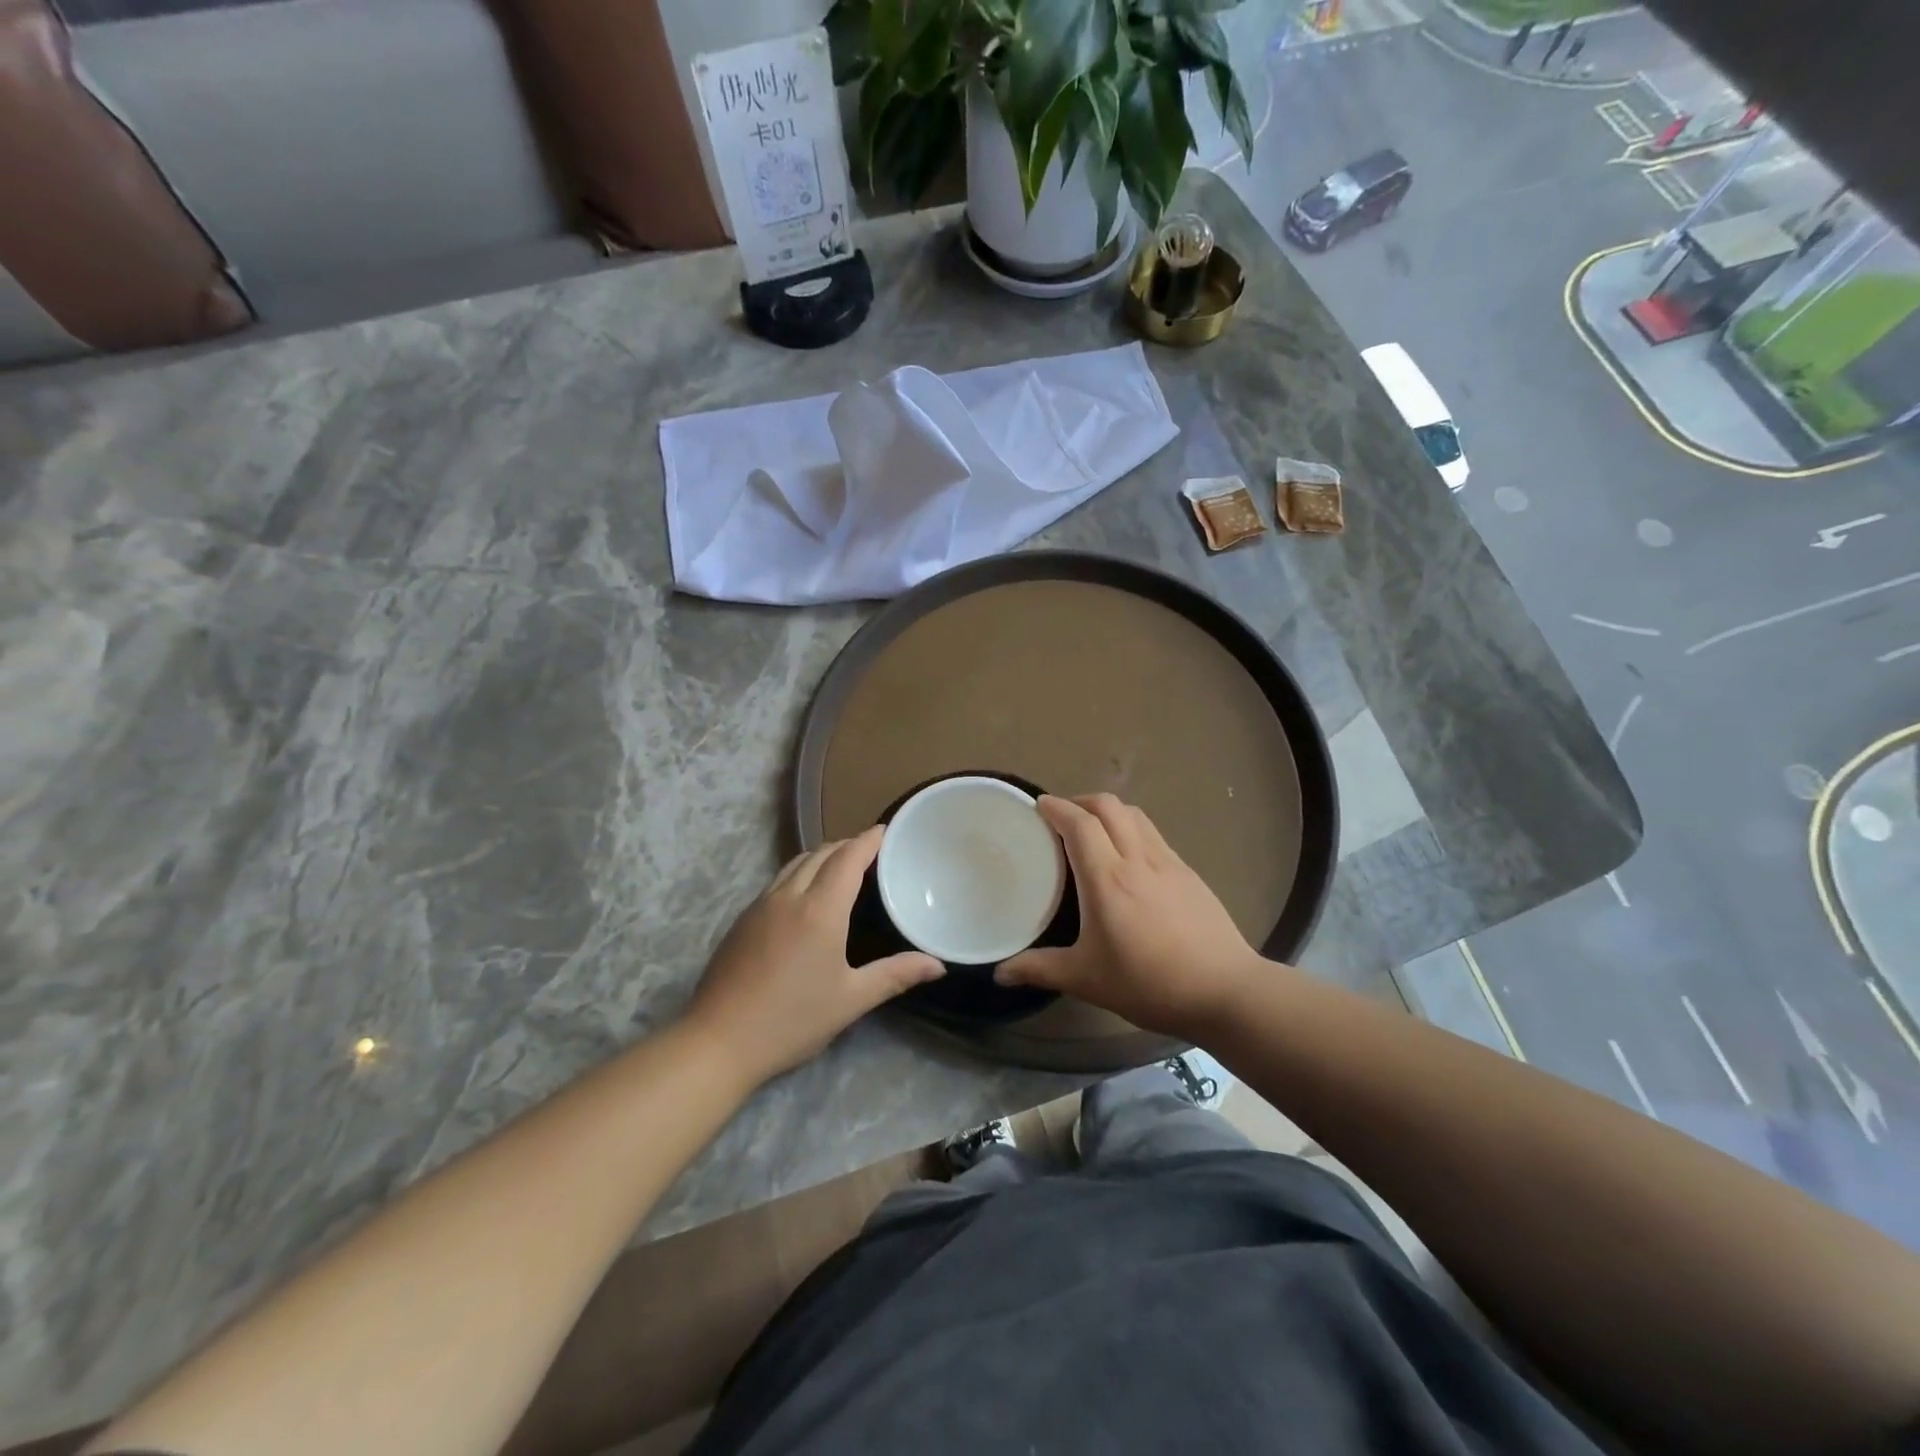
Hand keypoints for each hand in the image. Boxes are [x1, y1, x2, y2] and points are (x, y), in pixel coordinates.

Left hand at [685, 827, 942, 1086]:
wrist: (718, 1041)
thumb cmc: (792, 1020)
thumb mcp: (851, 1000)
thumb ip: (896, 975)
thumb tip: (938, 966)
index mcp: (820, 909)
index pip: (848, 858)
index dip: (868, 840)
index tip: (885, 830)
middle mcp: (789, 896)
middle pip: (821, 854)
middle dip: (847, 845)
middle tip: (871, 849)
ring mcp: (761, 905)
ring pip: (795, 863)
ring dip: (822, 855)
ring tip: (842, 864)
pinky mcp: (742, 920)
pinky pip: (779, 880)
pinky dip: (801, 871)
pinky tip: (806, 893)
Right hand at [998, 795, 1263, 1039]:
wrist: (1226, 990)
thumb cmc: (1150, 983)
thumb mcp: (1087, 980)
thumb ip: (1040, 970)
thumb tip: (1000, 973)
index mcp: (1108, 879)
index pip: (1079, 823)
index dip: (1057, 807)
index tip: (1038, 805)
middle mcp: (1138, 859)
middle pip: (1108, 806)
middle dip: (1080, 801)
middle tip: (1061, 817)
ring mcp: (1168, 862)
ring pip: (1135, 815)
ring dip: (1108, 810)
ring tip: (1093, 830)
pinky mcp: (1189, 873)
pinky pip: (1153, 834)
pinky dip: (1132, 828)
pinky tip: (1129, 857)